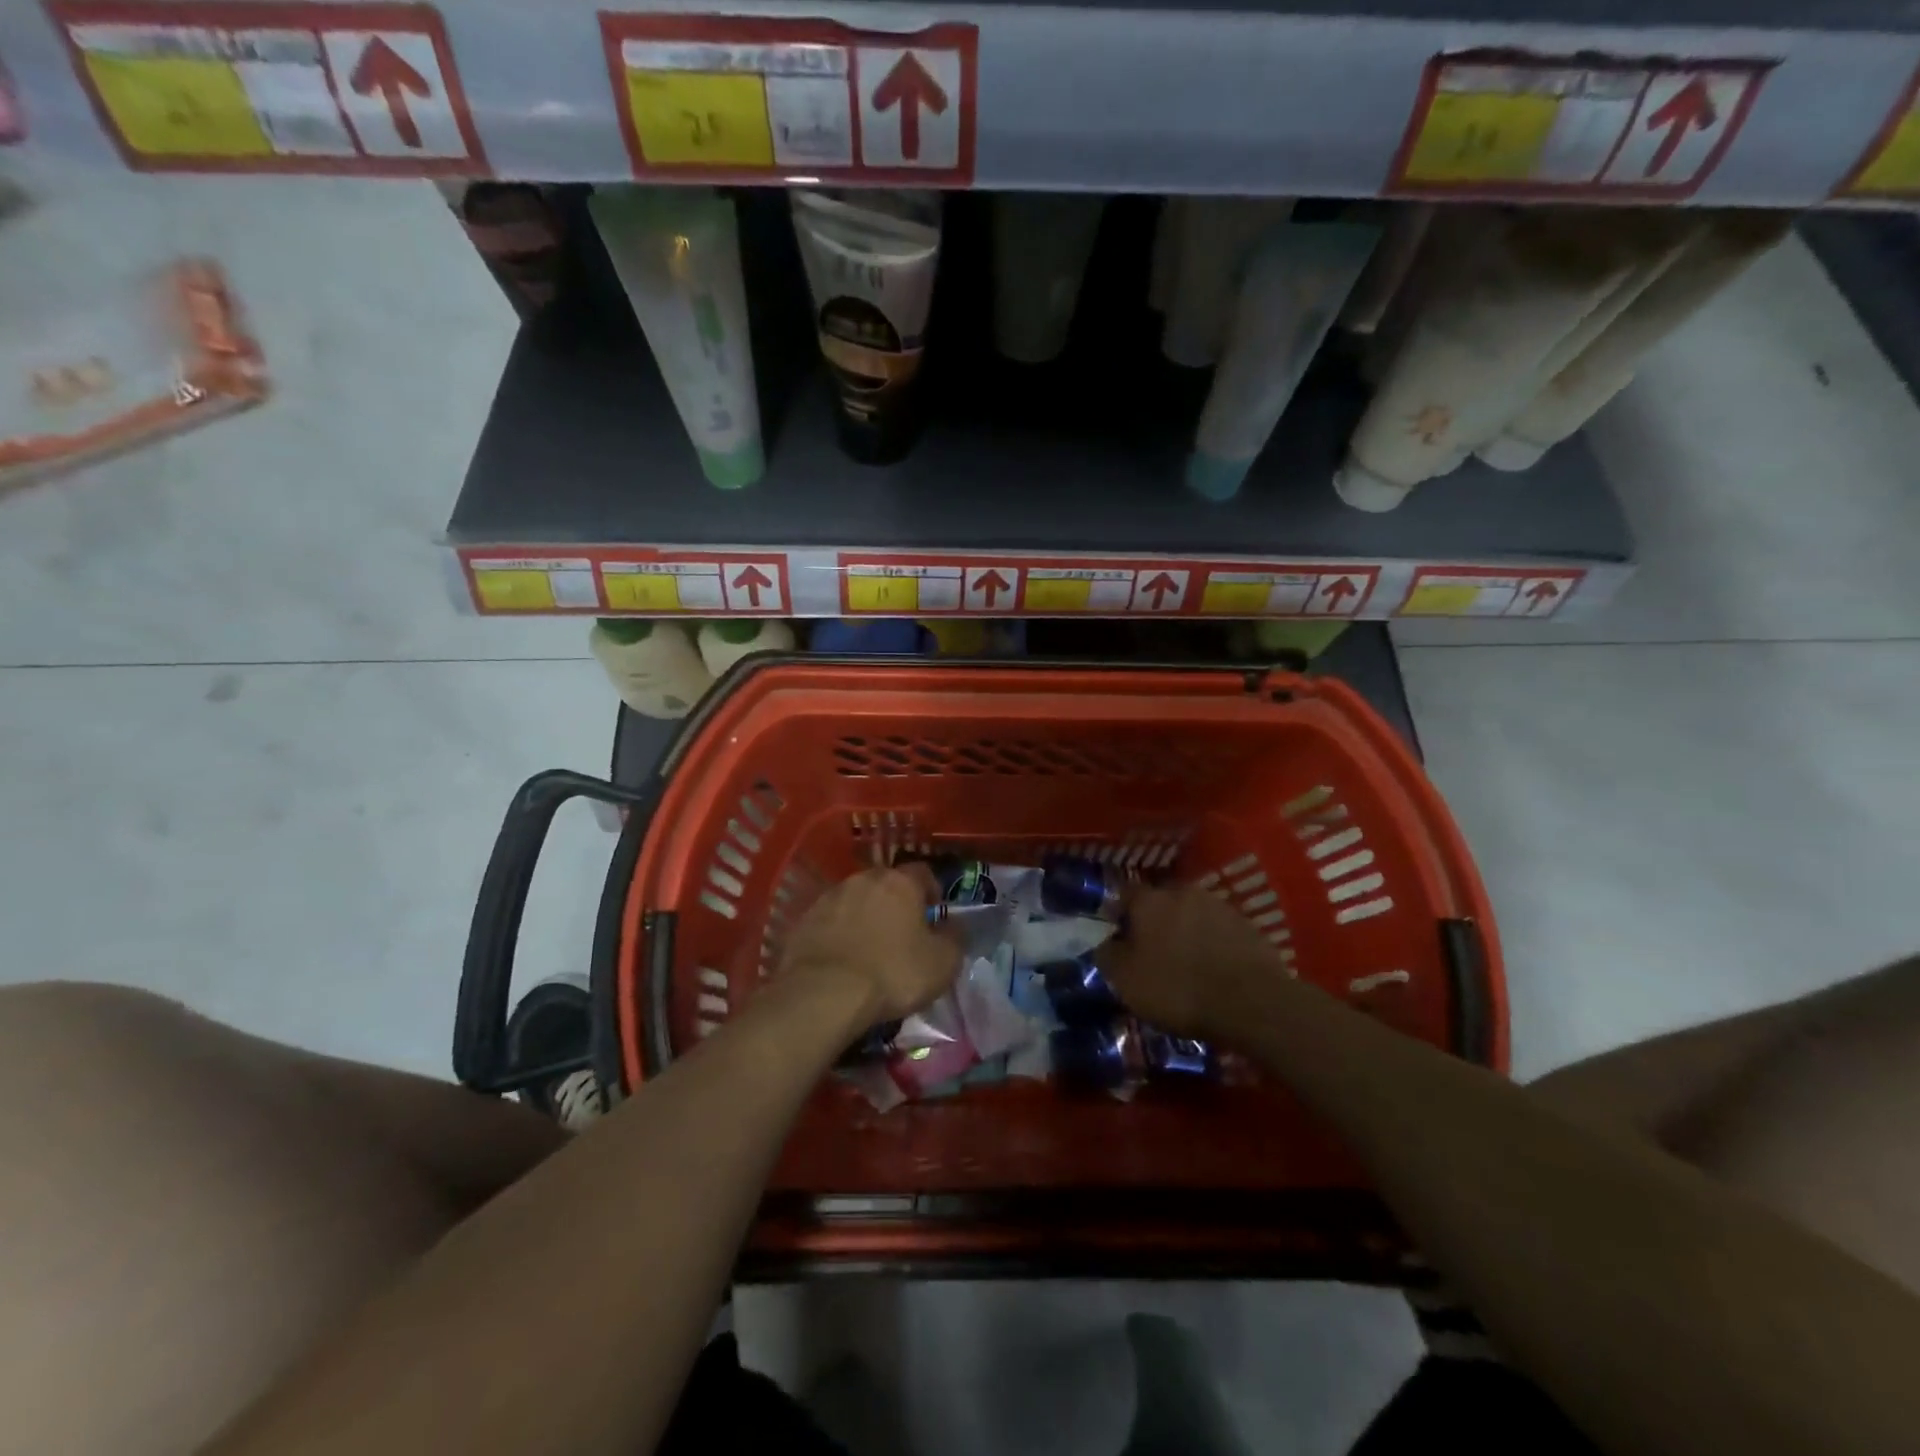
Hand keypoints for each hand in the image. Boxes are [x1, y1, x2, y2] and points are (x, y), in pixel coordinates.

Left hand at [777, 866, 960, 1025]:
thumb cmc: (893, 973)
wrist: (823, 994)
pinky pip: (830, 921)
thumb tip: (953, 925)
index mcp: (900, 882)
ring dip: (865, 916)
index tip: (935, 913)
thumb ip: (954, 938)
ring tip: (870, 947)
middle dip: (896, 903)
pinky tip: (842, 958)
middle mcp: (864, 879)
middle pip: (886, 884)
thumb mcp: (943, 963)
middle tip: (903, 932)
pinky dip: (839, 933)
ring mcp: (830, 897)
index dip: (932, 891)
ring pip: (856, 900)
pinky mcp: (804, 920)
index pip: (923, 872)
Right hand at [1095, 885, 1286, 1039]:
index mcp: (1149, 900)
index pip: (1124, 895)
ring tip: (1184, 961)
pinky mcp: (1248, 925)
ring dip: (1185, 930)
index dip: (1118, 915)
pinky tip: (1213, 968)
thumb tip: (1105, 942)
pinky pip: (1219, 930)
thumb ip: (1107, 955)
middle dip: (1154, 921)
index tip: (1117, 938)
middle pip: (1160, 901)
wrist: (1252, 1003)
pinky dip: (1212, 943)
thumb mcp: (1126, 980)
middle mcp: (1183, 892)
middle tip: (1151, 950)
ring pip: (1192, 913)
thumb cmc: (1178, 989)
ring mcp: (1219, 906)